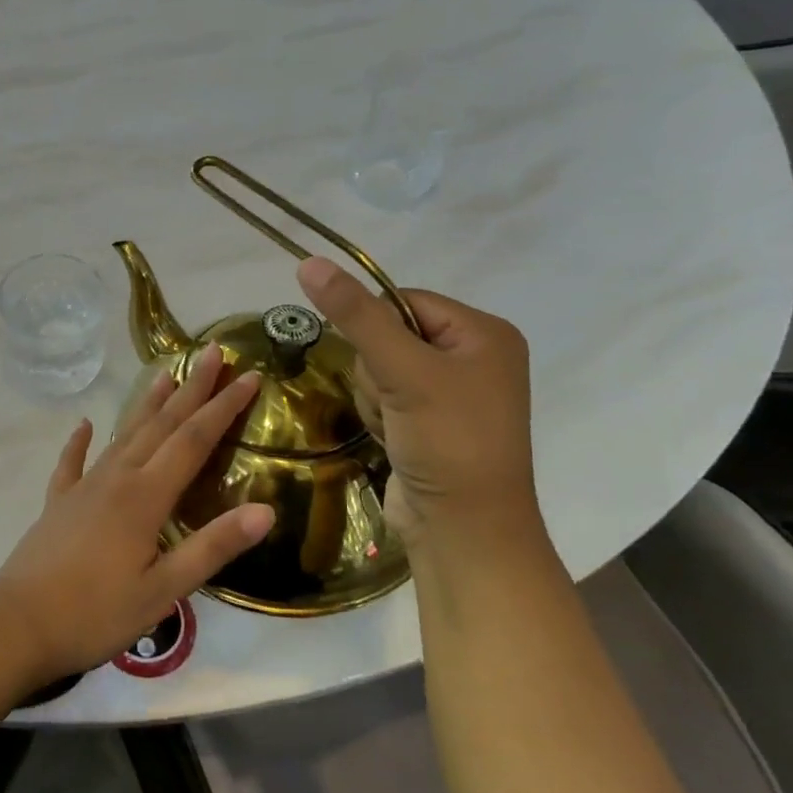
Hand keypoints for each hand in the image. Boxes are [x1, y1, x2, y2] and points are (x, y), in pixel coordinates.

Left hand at [0, 344, 274, 684]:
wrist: (18, 622)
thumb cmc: (96, 612)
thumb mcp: (164, 590)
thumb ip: (212, 547)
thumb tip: (265, 510)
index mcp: (145, 496)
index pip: (193, 440)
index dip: (223, 407)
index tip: (248, 375)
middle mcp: (116, 478)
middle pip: (160, 425)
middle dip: (191, 389)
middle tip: (212, 352)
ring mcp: (83, 487)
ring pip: (122, 434)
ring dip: (146, 404)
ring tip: (163, 374)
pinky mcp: (58, 503)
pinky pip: (72, 462)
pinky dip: (80, 442)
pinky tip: (84, 425)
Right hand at [296, 257, 536, 547]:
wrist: (464, 530)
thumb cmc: (448, 441)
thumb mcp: (403, 371)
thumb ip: (356, 315)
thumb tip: (309, 261)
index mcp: (484, 333)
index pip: (403, 301)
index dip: (376, 327)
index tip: (381, 364)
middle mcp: (473, 356)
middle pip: (387, 335)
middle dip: (376, 371)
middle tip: (396, 401)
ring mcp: (451, 392)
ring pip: (378, 368)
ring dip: (374, 396)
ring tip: (396, 426)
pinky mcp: (429, 421)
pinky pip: (384, 396)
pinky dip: (380, 416)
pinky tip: (395, 439)